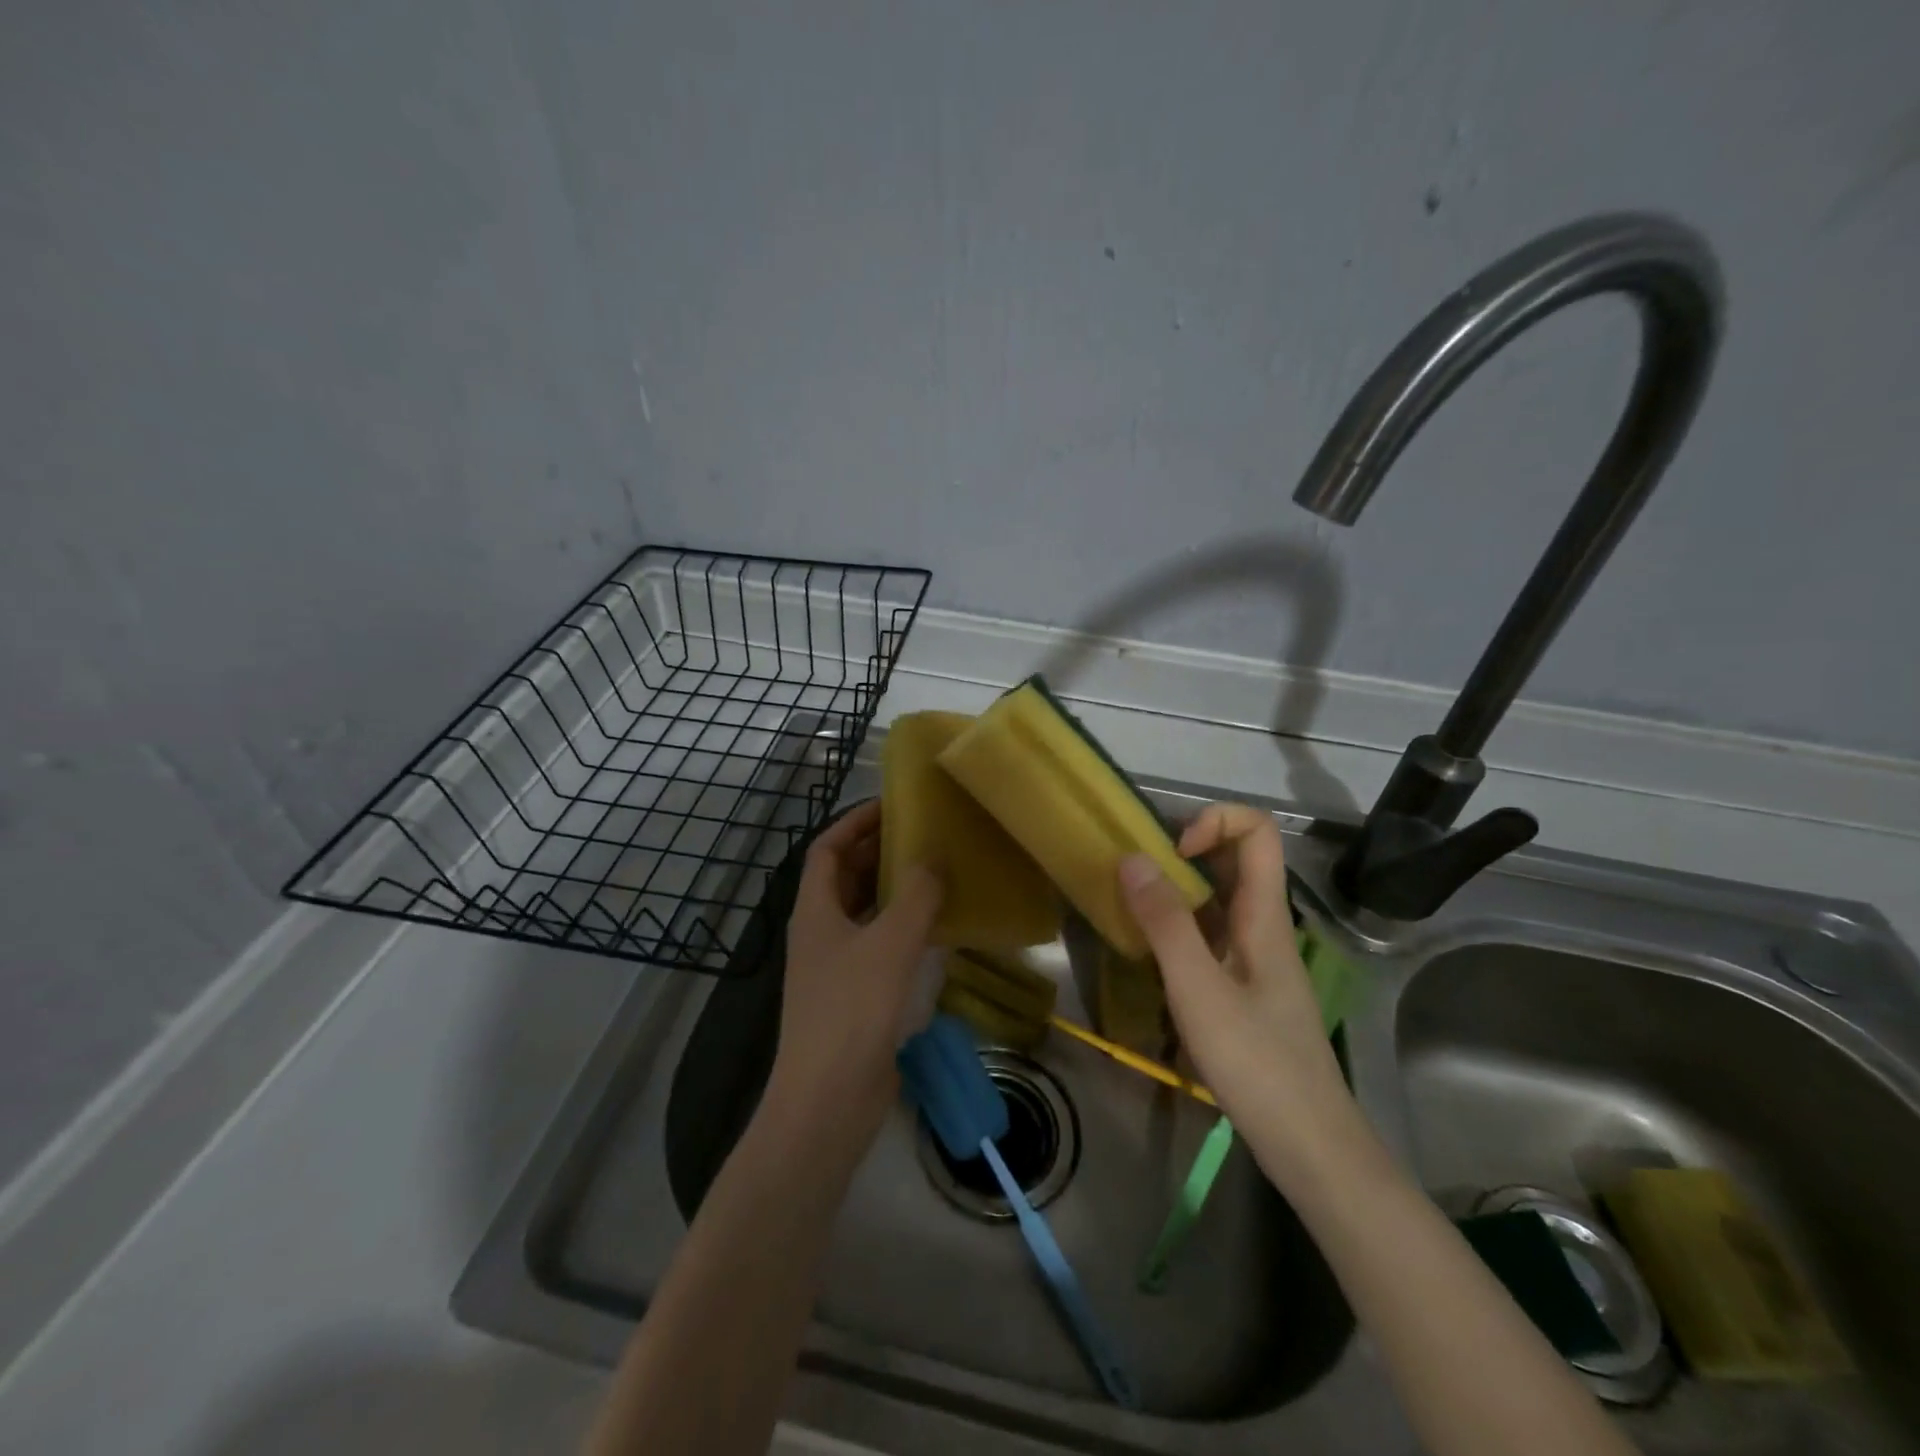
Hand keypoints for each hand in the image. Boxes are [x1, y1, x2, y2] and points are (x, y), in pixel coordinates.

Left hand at [767, 800, 942, 1152]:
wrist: (827, 1101)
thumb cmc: (852, 1011)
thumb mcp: (890, 944)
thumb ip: (915, 897)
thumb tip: (932, 860)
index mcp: (814, 910)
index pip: (827, 849)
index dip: (854, 822)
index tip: (891, 805)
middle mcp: (820, 932)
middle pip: (845, 877)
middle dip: (878, 851)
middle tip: (923, 834)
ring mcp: (835, 966)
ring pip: (864, 911)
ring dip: (893, 889)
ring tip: (936, 870)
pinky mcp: (855, 995)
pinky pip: (879, 945)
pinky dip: (902, 928)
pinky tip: (936, 927)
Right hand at [1117, 804, 1356, 1178]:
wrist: (1311, 1148)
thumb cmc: (1258, 1064)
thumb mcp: (1200, 991)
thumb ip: (1165, 924)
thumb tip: (1132, 858)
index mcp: (1264, 916)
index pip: (1258, 831)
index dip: (1214, 821)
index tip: (1171, 852)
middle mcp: (1264, 927)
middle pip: (1237, 860)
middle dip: (1185, 851)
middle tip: (1137, 874)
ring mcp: (1256, 960)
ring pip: (1221, 900)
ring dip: (1178, 891)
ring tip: (1133, 908)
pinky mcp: (1246, 989)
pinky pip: (1212, 936)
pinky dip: (1180, 929)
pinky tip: (1151, 955)